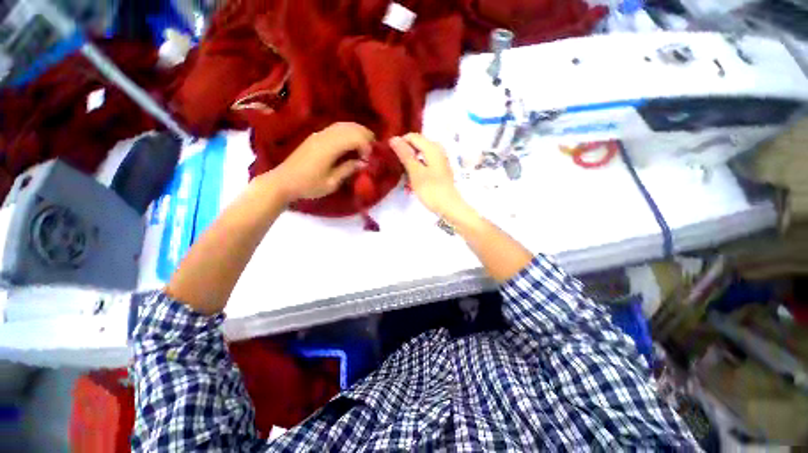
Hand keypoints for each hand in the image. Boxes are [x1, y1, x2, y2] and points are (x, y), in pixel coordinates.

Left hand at [270, 122, 373, 201]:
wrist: (283, 181)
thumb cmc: (308, 185)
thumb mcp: (331, 183)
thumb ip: (348, 169)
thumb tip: (363, 162)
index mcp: (329, 147)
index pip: (355, 137)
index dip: (367, 146)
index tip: (370, 159)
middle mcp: (325, 136)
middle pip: (351, 127)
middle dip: (366, 137)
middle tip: (372, 152)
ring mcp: (319, 134)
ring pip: (344, 125)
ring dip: (358, 133)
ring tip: (365, 147)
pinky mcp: (316, 136)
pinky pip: (337, 128)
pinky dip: (349, 132)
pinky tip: (352, 143)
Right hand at [390, 134, 466, 218]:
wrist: (449, 207)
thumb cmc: (431, 190)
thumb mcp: (415, 172)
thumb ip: (404, 154)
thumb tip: (393, 138)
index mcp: (432, 147)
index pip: (412, 137)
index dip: (400, 144)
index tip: (392, 157)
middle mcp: (438, 149)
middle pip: (416, 145)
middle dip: (406, 154)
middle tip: (398, 168)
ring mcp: (440, 159)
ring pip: (420, 155)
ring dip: (411, 163)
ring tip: (404, 176)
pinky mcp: (440, 169)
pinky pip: (425, 162)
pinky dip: (417, 168)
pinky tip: (413, 179)